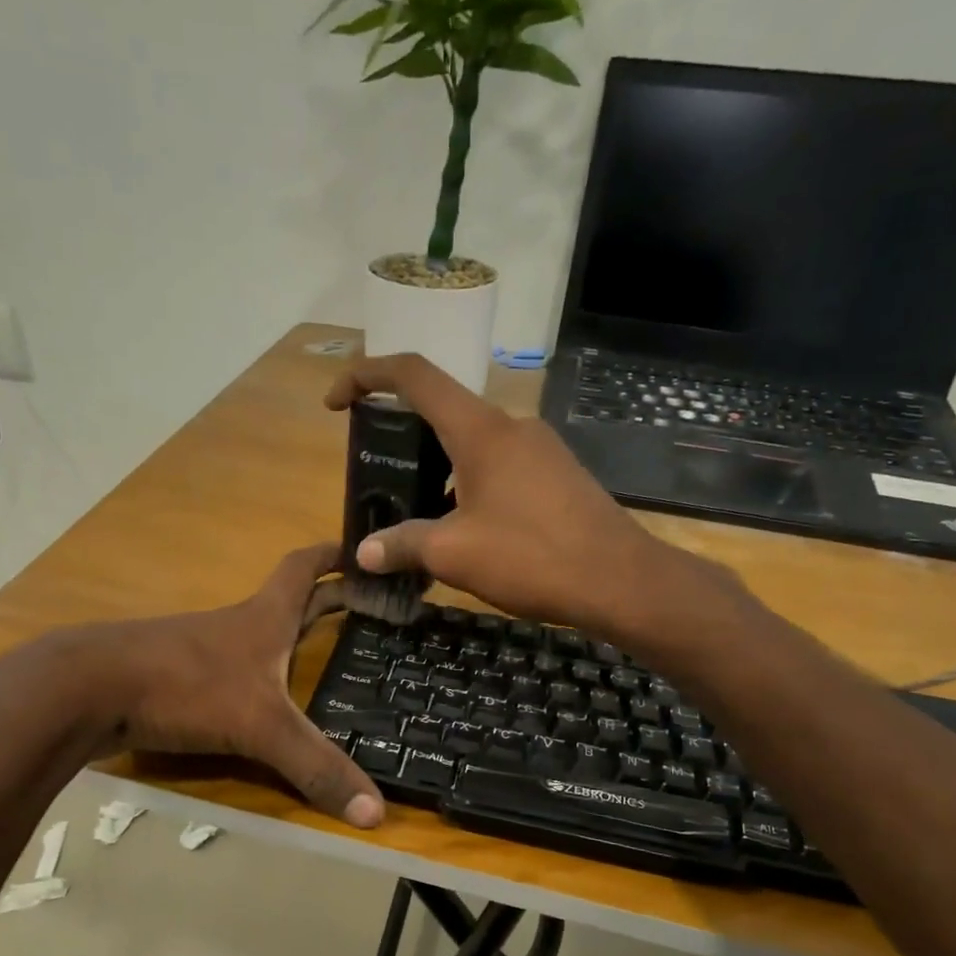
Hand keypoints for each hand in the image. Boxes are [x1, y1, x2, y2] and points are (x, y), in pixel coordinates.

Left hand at [0, 544, 383, 827]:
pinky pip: (229, 670)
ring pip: (257, 636)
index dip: (334, 556)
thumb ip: (316, 766)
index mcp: (264, 618)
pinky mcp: (175, 677)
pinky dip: (255, 675)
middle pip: (289, 601)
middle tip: (367, 609)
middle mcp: (236, 626)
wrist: (85, 690)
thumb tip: (377, 813)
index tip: (361, 549)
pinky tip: (262, 700)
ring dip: (290, 637)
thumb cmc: (185, 686)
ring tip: (324, 656)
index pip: (304, 569)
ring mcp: (202, 650)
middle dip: (327, 600)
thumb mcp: (261, 727)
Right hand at [325, 354, 687, 635]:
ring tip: (418, 515)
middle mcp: (511, 426)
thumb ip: (403, 545)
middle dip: (403, 436)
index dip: (365, 376)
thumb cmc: (532, 557)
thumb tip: (365, 553)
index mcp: (480, 430)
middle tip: (380, 477)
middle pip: (443, 410)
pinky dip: (470, 483)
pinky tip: (467, 529)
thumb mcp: (454, 554)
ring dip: (438, 468)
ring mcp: (540, 448)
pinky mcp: (558, 473)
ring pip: (473, 443)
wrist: (620, 581)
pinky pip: (500, 465)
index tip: (336, 403)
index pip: (413, 375)